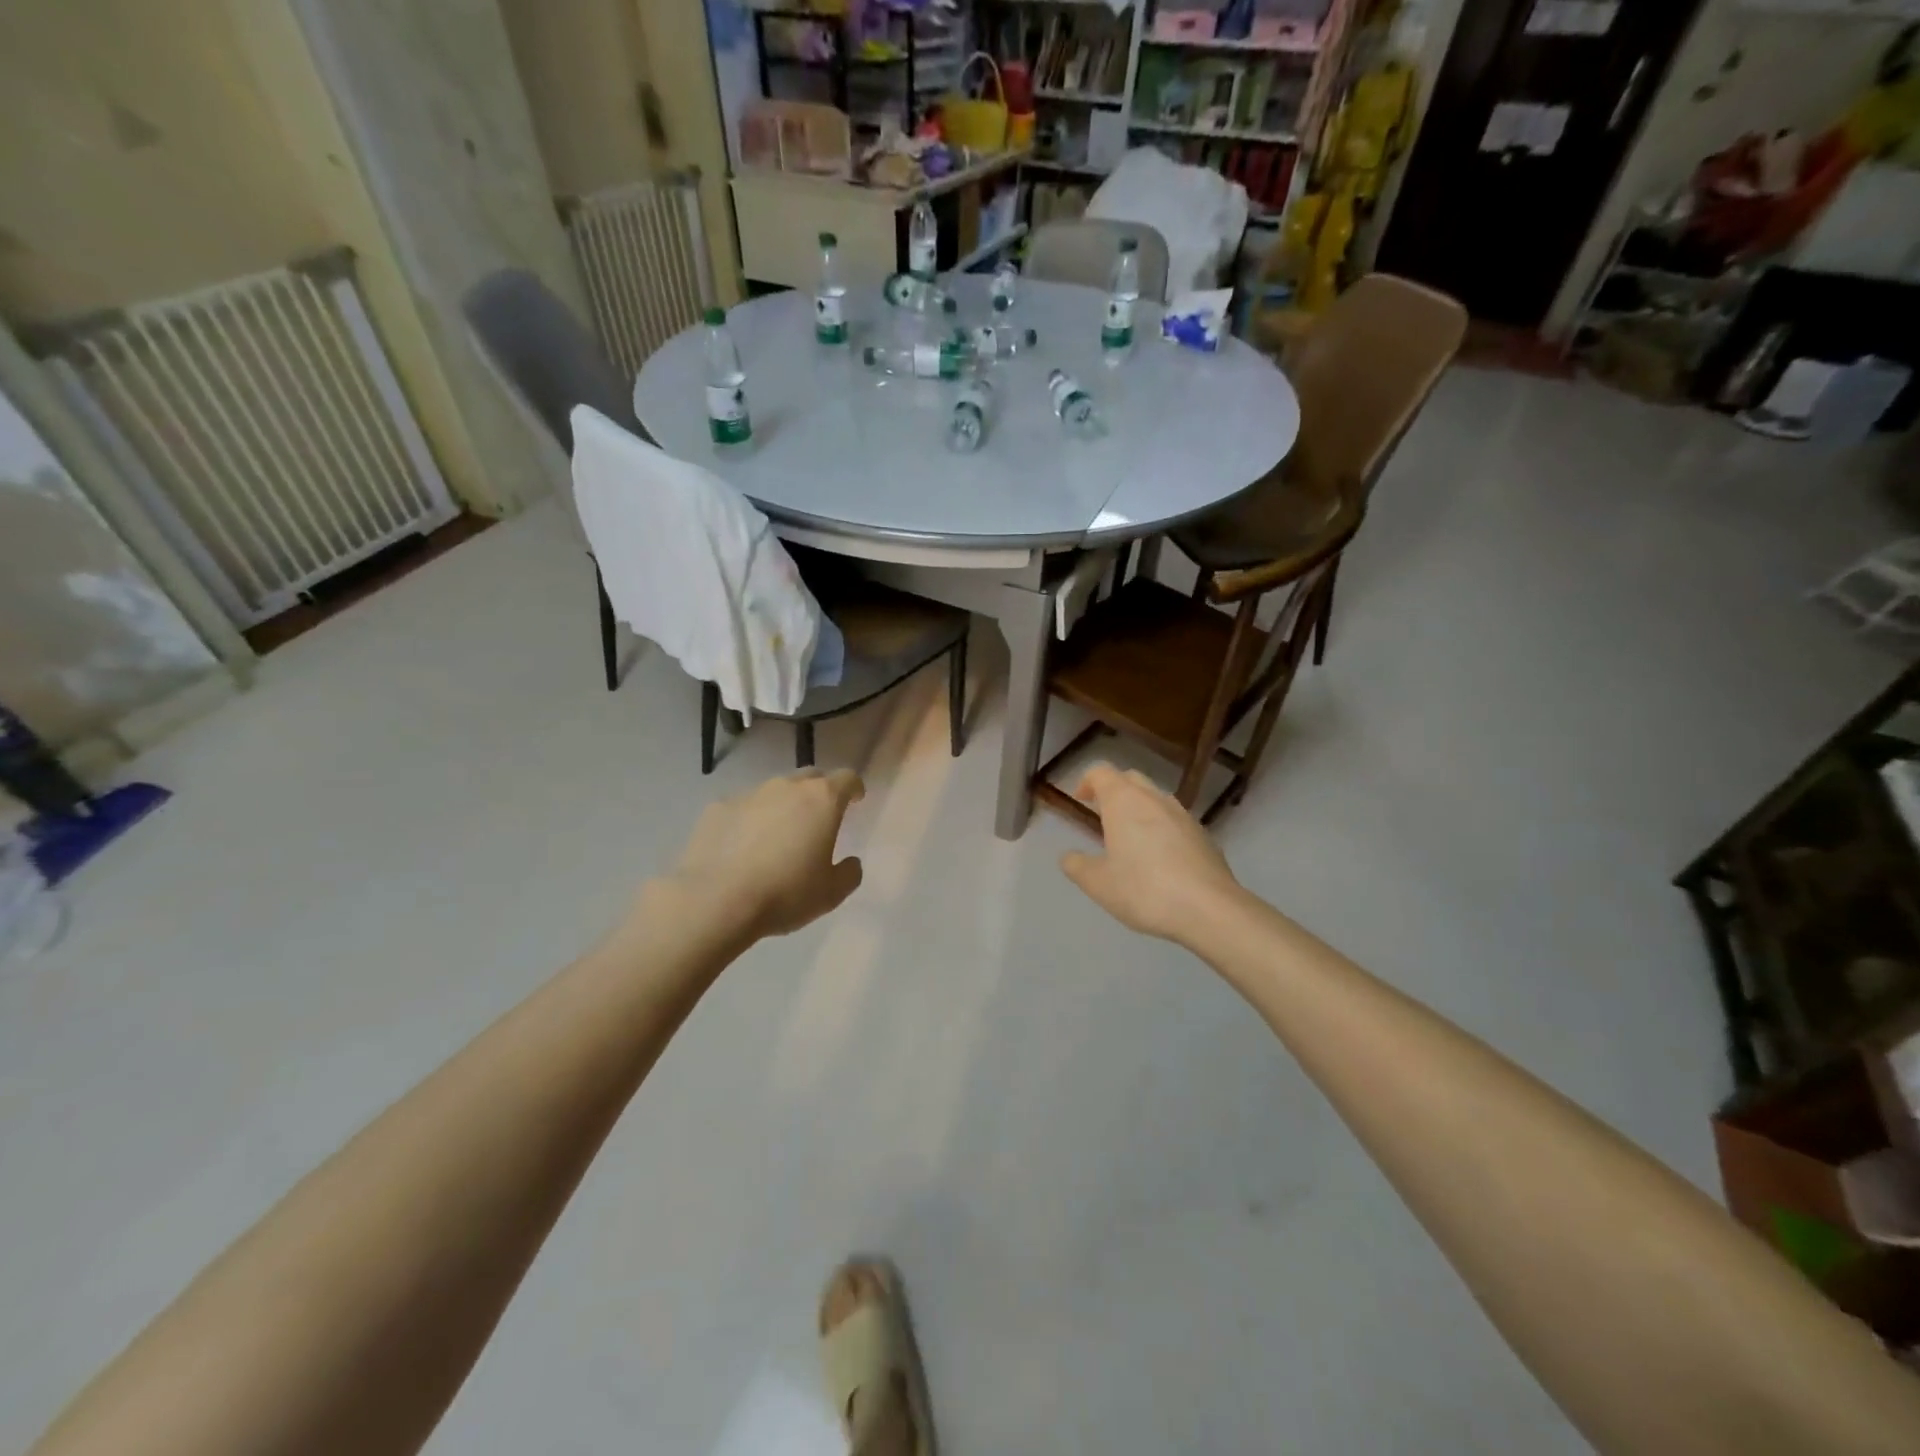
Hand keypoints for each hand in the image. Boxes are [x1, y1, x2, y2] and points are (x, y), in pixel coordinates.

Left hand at [659, 769, 866, 940]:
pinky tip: (742, 846)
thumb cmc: (785, 893)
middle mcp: (786, 787)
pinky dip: (749, 820)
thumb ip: (849, 873)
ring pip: (774, 791)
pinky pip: (743, 807)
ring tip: (778, 835)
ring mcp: (749, 794)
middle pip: (810, 777)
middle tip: (819, 818)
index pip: (846, 778)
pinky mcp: (717, 807)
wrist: (715, 900)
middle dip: (819, 792)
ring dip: (782, 806)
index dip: (854, 788)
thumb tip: (850, 862)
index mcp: (822, 800)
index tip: (856, 800)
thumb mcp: (831, 893)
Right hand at [1060, 765, 1245, 943]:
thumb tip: (1069, 856)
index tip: (1080, 801)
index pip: (1101, 772)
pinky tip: (1160, 857)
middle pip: (1130, 778)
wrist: (1209, 909)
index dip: (1086, 781)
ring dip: (1139, 807)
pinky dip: (1161, 826)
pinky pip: (1174, 819)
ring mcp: (1182, 814)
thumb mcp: (1098, 884)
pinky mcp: (1203, 834)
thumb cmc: (1144, 890)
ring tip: (1130, 837)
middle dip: (1113, 790)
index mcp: (1123, 801)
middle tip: (1102, 815)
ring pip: (1155, 797)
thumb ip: (1077, 866)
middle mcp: (1153, 798)